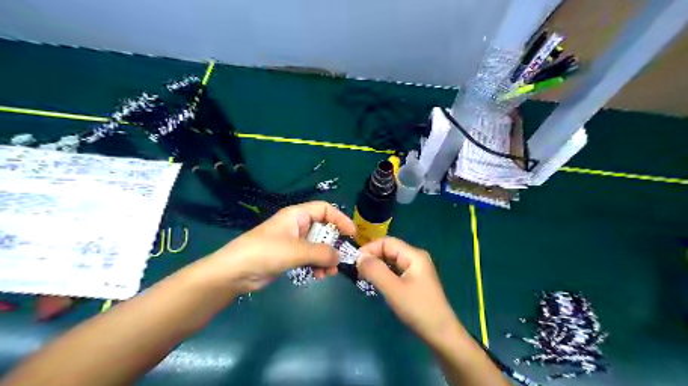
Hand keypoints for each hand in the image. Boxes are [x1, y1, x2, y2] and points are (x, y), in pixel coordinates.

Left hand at [202, 201, 354, 293]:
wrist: (234, 273)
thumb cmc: (264, 253)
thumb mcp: (295, 251)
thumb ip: (320, 253)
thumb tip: (340, 257)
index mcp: (297, 215)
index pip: (325, 209)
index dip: (340, 218)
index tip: (352, 234)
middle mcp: (296, 225)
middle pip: (323, 229)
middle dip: (333, 244)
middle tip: (340, 259)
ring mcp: (292, 242)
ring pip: (318, 246)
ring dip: (326, 258)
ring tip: (329, 273)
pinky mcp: (288, 256)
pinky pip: (309, 257)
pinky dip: (316, 265)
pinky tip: (318, 276)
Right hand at [357, 238, 458, 346]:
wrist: (441, 334)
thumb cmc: (417, 309)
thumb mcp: (393, 289)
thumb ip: (375, 270)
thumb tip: (359, 257)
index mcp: (414, 255)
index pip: (387, 242)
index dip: (369, 249)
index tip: (355, 262)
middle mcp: (415, 258)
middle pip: (389, 250)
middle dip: (372, 257)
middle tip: (357, 271)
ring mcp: (416, 269)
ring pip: (391, 261)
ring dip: (377, 267)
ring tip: (363, 277)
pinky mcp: (414, 280)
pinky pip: (395, 271)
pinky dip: (384, 274)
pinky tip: (376, 284)